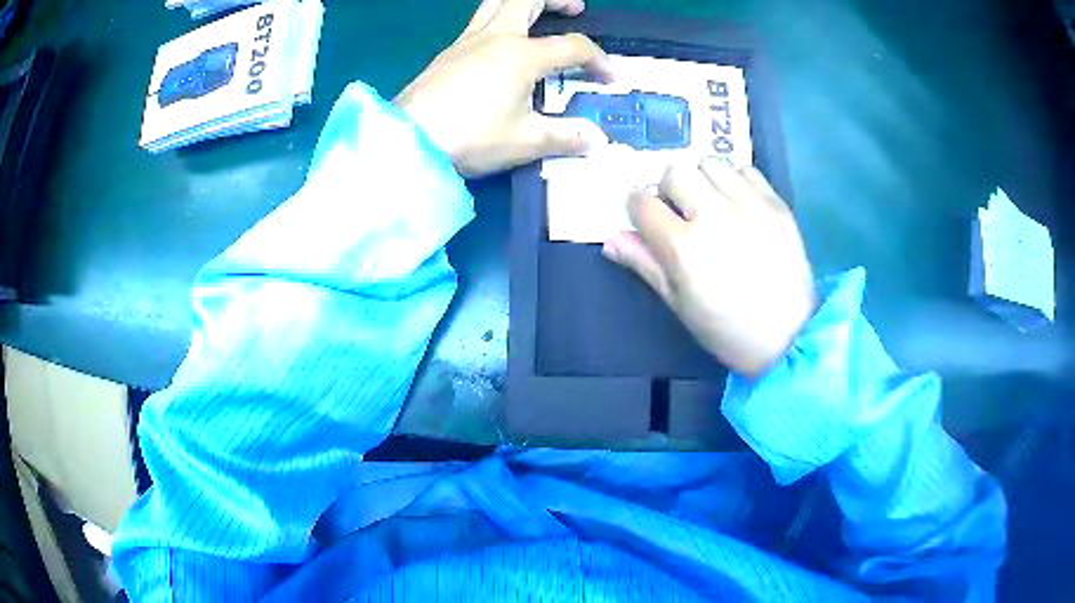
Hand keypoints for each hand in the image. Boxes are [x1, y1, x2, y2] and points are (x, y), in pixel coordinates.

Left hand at [396, 0, 613, 177]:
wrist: (409, 140)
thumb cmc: (471, 136)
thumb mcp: (526, 141)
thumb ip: (566, 136)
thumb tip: (597, 140)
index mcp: (521, 54)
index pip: (572, 47)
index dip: (598, 60)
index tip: (611, 78)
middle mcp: (496, 37)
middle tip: (575, 8)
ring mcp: (467, 41)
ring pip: (498, 3)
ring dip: (525, 2)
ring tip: (541, 14)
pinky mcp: (448, 53)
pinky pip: (480, 21)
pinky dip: (501, 19)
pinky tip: (503, 41)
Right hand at [602, 160, 816, 377]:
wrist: (790, 336)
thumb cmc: (727, 330)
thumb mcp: (679, 304)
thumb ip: (645, 265)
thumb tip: (611, 239)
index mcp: (683, 247)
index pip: (642, 202)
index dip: (638, 209)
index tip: (647, 220)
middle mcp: (714, 215)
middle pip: (675, 171)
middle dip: (669, 189)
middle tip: (681, 212)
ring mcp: (749, 205)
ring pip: (710, 162)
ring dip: (702, 179)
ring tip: (712, 203)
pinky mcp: (776, 203)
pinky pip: (746, 169)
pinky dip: (735, 181)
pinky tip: (739, 205)